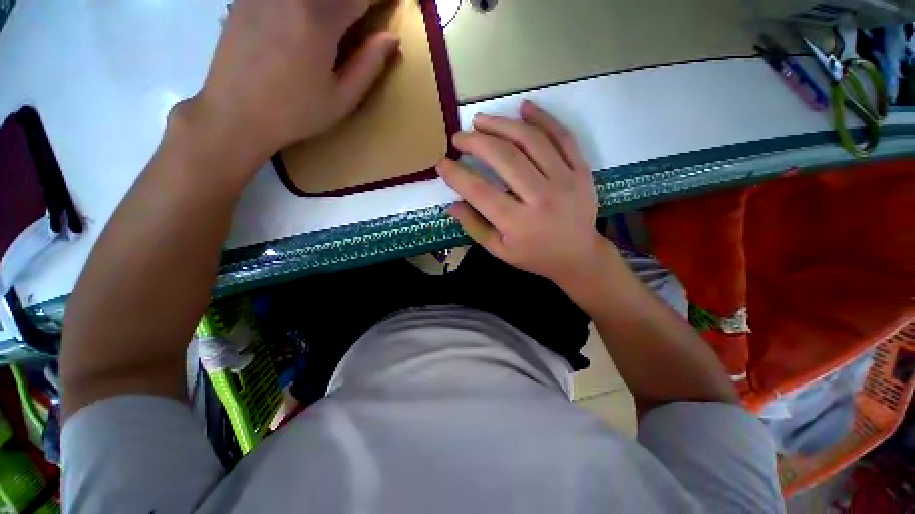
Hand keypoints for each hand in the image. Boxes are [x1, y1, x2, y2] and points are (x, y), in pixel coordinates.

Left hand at [182, 0, 398, 172]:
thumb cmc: (295, 113)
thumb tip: (392, 39)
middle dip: (353, 1)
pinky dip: (305, 6)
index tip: (392, 2)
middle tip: (363, 13)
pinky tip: (302, 22)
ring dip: (331, 4)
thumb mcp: (341, 99)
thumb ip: (369, 65)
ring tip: (339, 19)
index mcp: (319, 20)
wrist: (235, 113)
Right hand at [438, 101, 608, 289]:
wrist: (578, 256)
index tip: (442, 163)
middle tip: (459, 138)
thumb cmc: (535, 256)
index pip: (480, 192)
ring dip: (502, 125)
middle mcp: (541, 198)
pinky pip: (563, 136)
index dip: (457, 175)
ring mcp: (566, 180)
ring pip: (531, 140)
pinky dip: (543, 118)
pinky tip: (524, 107)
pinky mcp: (581, 170)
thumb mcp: (500, 250)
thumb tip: (451, 204)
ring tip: (481, 120)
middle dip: (476, 142)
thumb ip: (475, 227)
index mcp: (518, 223)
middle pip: (505, 158)